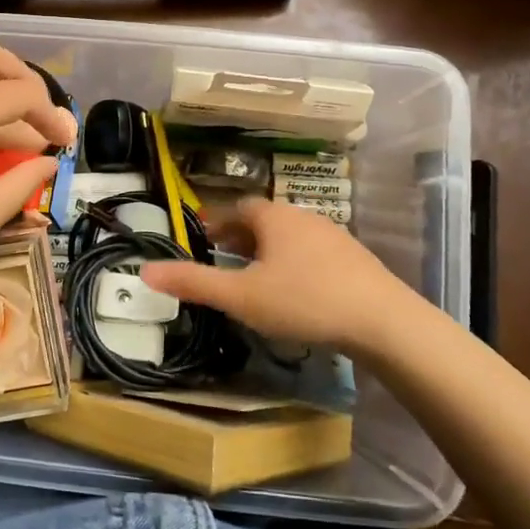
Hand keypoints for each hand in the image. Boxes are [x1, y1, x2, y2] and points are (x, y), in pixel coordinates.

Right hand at [140, 197, 427, 353]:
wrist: (384, 321)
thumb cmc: (304, 300)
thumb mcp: (240, 296)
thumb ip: (194, 282)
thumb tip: (145, 271)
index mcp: (274, 217)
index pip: (238, 208)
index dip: (217, 221)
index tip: (202, 238)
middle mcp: (304, 217)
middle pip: (264, 220)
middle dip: (241, 237)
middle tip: (223, 259)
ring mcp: (335, 237)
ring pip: (290, 237)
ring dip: (269, 251)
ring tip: (256, 278)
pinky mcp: (356, 260)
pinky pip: (314, 254)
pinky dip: (296, 265)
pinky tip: (296, 293)